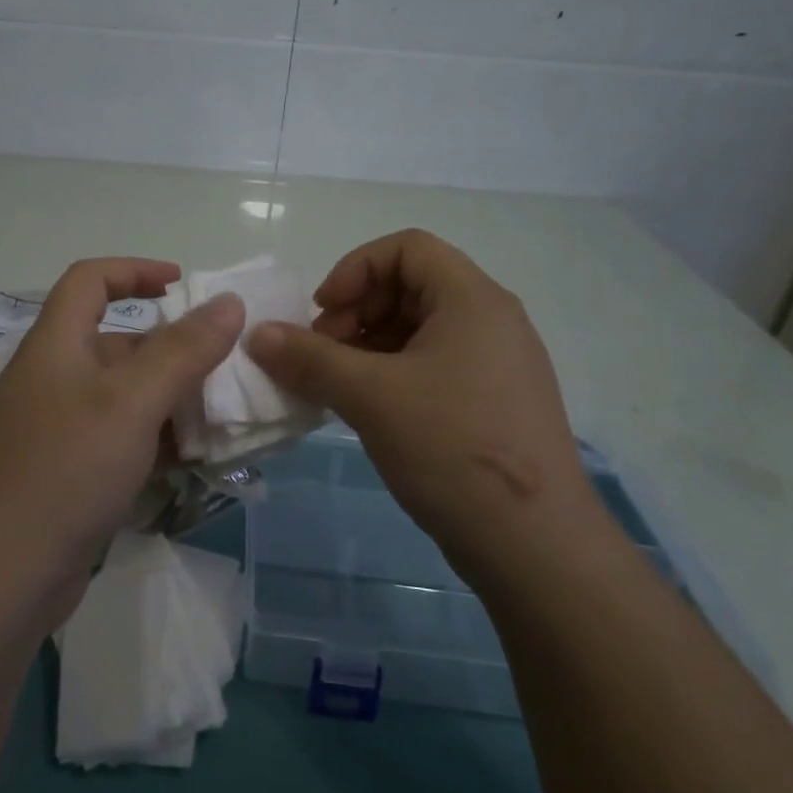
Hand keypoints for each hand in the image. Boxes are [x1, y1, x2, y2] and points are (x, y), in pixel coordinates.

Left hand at [0, 258, 243, 587]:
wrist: (3, 575)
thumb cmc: (66, 470)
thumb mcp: (131, 402)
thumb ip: (183, 350)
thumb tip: (228, 302)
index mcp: (56, 345)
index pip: (89, 281)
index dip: (135, 270)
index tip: (184, 284)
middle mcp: (53, 379)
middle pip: (116, 342)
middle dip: (170, 348)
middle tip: (224, 365)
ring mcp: (57, 429)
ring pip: (123, 396)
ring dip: (169, 399)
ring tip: (221, 414)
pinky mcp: (66, 472)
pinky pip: (118, 438)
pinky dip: (154, 439)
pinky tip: (191, 459)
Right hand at [246, 230, 593, 556]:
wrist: (534, 545)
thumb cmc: (452, 448)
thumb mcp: (370, 396)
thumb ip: (309, 358)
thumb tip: (257, 335)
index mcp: (472, 300)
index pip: (406, 247)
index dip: (354, 269)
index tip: (322, 313)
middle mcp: (491, 321)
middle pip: (411, 286)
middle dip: (356, 311)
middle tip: (323, 354)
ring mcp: (496, 364)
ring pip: (419, 330)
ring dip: (368, 346)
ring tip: (336, 385)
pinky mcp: (493, 402)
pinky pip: (433, 365)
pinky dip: (391, 373)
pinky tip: (366, 409)